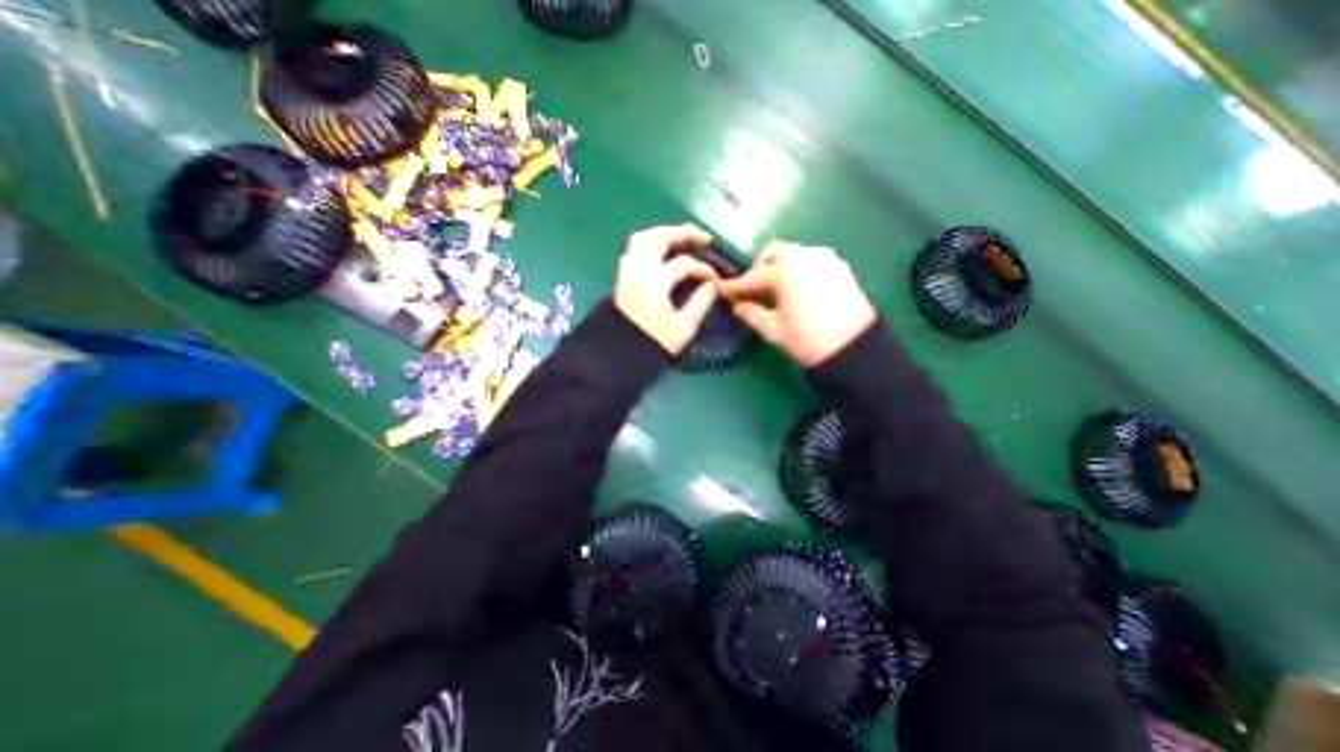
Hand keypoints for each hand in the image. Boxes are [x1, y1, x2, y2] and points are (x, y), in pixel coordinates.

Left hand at [614, 225, 722, 355]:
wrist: (617, 356)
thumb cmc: (650, 344)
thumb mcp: (682, 329)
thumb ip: (700, 304)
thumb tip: (712, 286)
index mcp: (655, 282)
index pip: (685, 264)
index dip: (705, 270)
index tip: (716, 281)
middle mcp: (638, 270)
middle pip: (659, 237)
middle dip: (683, 233)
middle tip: (703, 237)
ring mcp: (627, 272)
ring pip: (642, 239)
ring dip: (664, 234)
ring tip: (681, 240)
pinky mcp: (621, 278)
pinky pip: (633, 250)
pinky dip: (649, 245)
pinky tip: (660, 254)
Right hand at [718, 241, 876, 365]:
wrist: (853, 347)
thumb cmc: (807, 339)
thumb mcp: (773, 330)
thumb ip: (751, 314)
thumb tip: (737, 306)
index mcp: (785, 270)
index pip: (754, 276)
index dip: (737, 286)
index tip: (725, 291)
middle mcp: (804, 256)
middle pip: (774, 253)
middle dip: (760, 268)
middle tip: (753, 289)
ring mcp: (824, 259)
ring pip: (794, 254)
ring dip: (780, 267)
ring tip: (776, 290)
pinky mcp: (839, 267)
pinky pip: (811, 260)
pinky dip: (798, 269)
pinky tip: (797, 289)